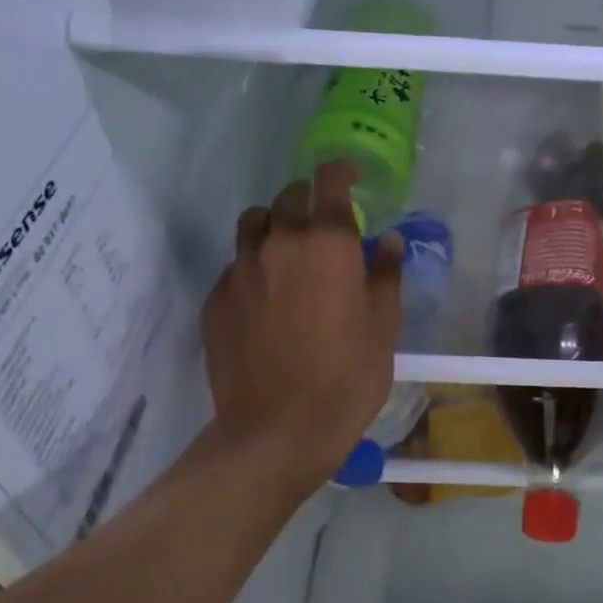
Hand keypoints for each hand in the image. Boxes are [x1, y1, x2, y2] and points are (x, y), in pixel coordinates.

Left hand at [200, 161, 402, 489]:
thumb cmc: (347, 376)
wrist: (276, 431)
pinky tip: (265, 297)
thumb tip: (387, 240)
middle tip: (324, 221)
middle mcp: (279, 244)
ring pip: (253, 223)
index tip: (350, 177)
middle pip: (289, 196)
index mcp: (327, 243)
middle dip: (309, 198)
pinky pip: (235, 264)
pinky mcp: (215, 300)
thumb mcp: (384, 325)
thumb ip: (385, 273)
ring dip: (274, 224)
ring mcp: (240, 270)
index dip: (340, 171)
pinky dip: (253, 265)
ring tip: (288, 249)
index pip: (328, 181)